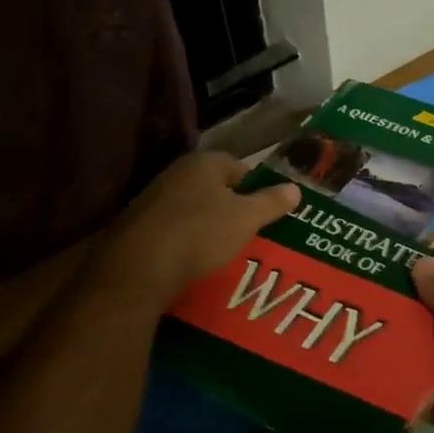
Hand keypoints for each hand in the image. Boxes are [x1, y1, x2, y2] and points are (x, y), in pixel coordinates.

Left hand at [92, 152, 298, 306]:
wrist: (138, 269)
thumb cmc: (200, 233)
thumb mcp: (246, 218)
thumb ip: (272, 202)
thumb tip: (295, 188)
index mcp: (203, 163)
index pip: (239, 166)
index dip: (258, 186)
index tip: (270, 209)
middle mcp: (176, 174)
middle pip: (215, 188)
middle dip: (234, 207)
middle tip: (253, 230)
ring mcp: (153, 200)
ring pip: (194, 209)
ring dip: (209, 225)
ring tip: (229, 248)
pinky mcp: (139, 228)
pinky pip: (175, 230)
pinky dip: (188, 242)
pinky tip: (197, 260)